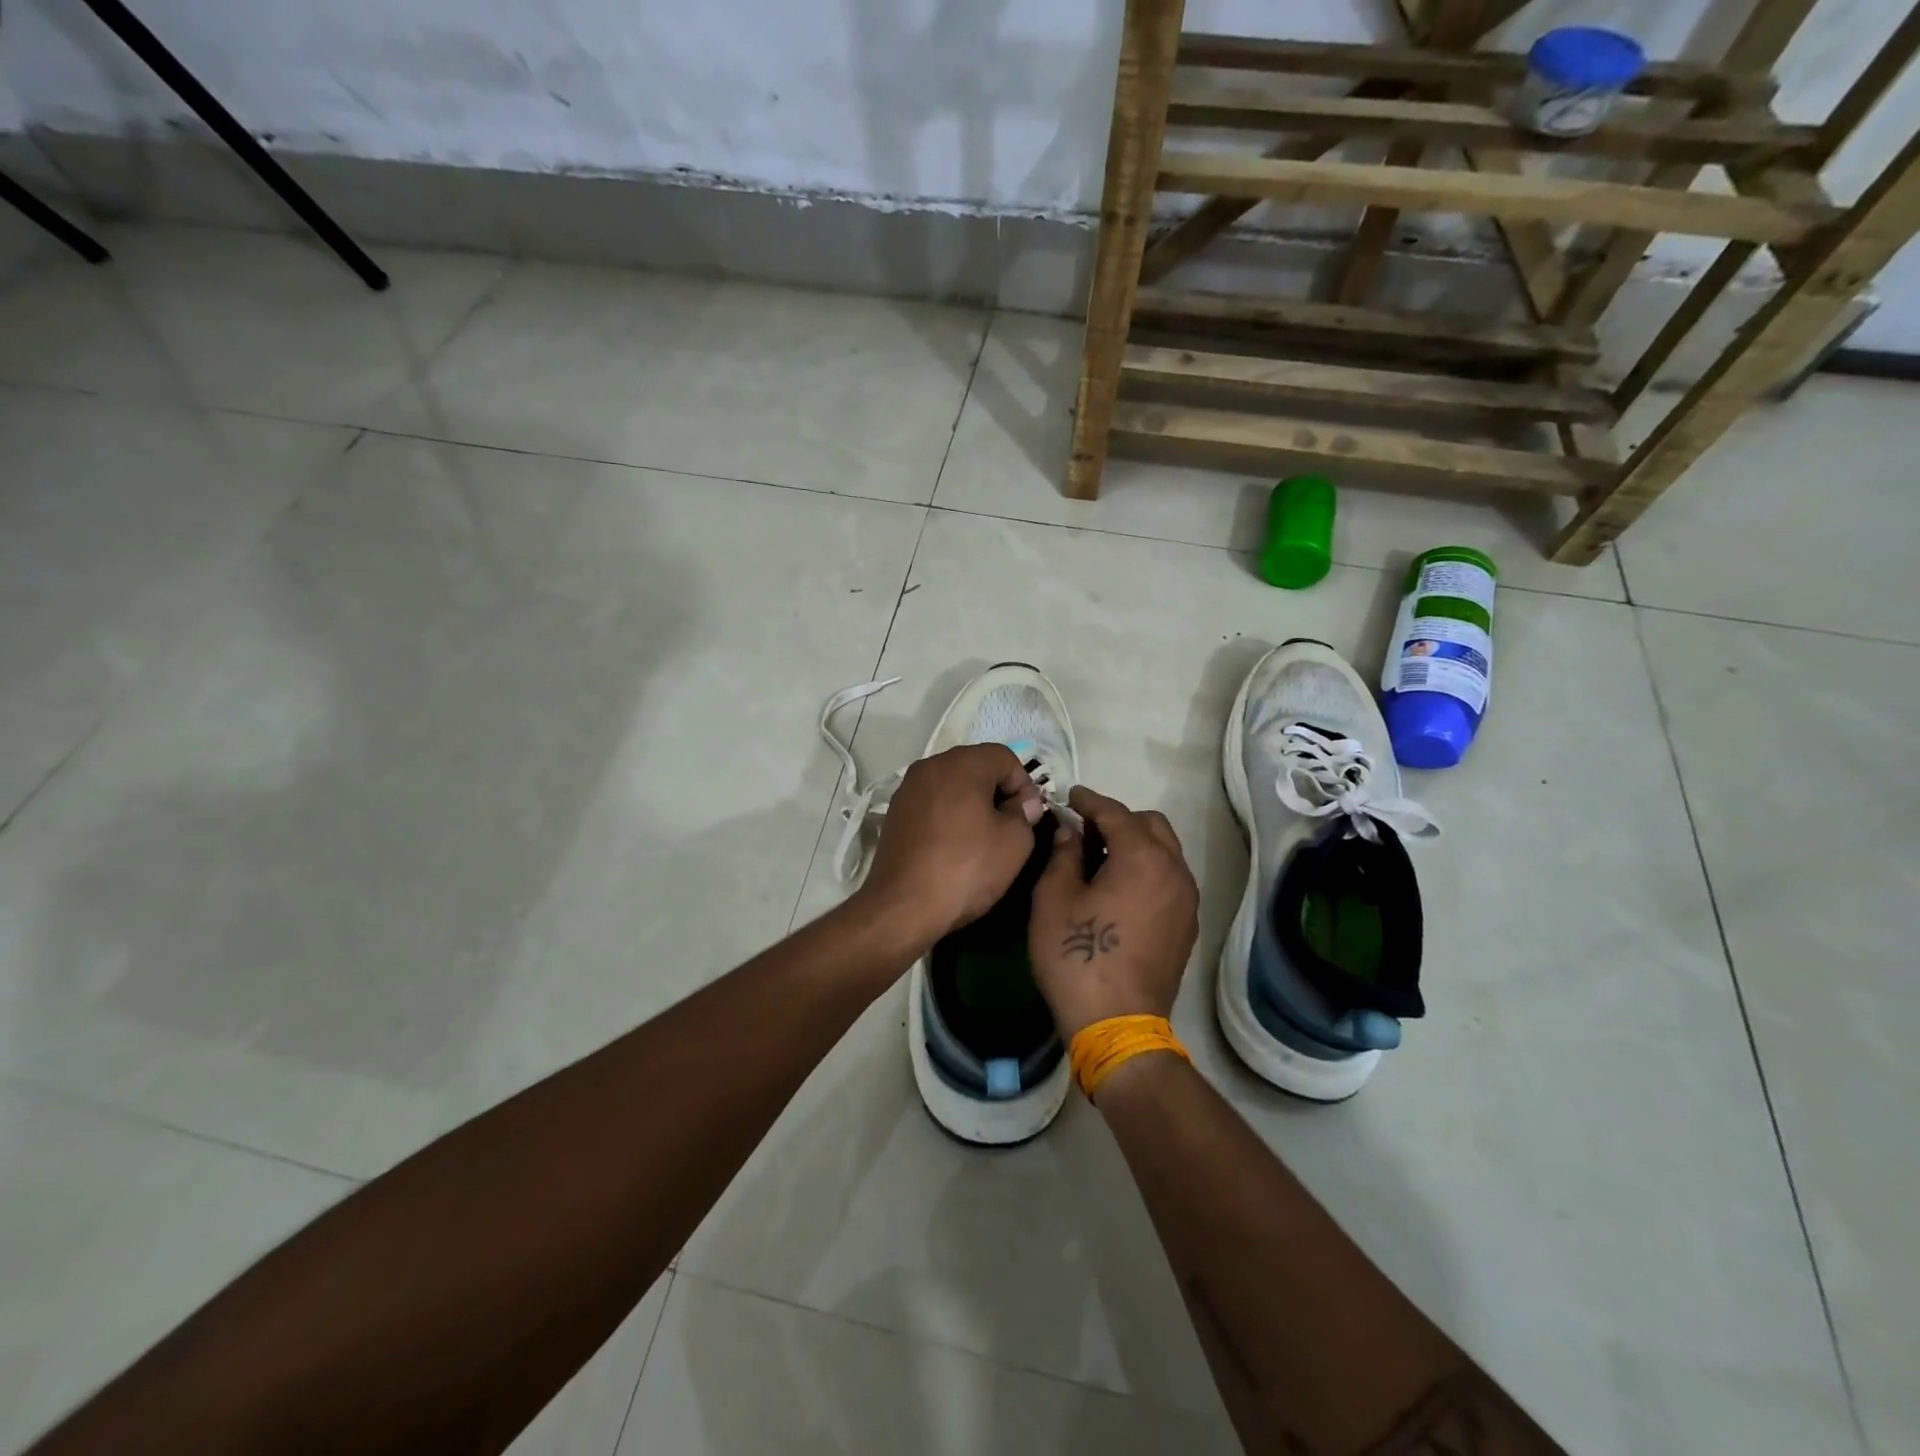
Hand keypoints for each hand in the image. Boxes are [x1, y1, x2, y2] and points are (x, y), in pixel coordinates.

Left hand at [856, 743, 1045, 953]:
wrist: (904, 906)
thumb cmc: (967, 869)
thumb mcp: (1015, 842)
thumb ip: (1025, 813)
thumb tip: (1023, 804)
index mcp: (961, 764)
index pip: (1004, 756)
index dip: (1024, 784)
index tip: (1029, 816)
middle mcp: (930, 766)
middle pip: (976, 766)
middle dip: (998, 790)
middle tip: (1011, 825)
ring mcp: (908, 789)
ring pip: (952, 784)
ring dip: (972, 802)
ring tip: (983, 836)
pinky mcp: (895, 812)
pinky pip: (932, 802)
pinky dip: (949, 814)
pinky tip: (955, 845)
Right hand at [1029, 786, 1199, 1039]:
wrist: (1116, 1024)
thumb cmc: (1077, 956)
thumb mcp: (1054, 899)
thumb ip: (1062, 855)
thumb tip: (1070, 833)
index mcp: (1143, 857)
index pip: (1115, 813)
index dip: (1089, 801)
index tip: (1070, 795)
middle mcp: (1175, 871)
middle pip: (1151, 825)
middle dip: (1118, 820)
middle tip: (1085, 831)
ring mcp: (1186, 901)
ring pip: (1165, 852)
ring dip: (1136, 844)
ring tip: (1101, 859)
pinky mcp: (1187, 926)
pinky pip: (1169, 879)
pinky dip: (1147, 869)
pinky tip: (1120, 889)